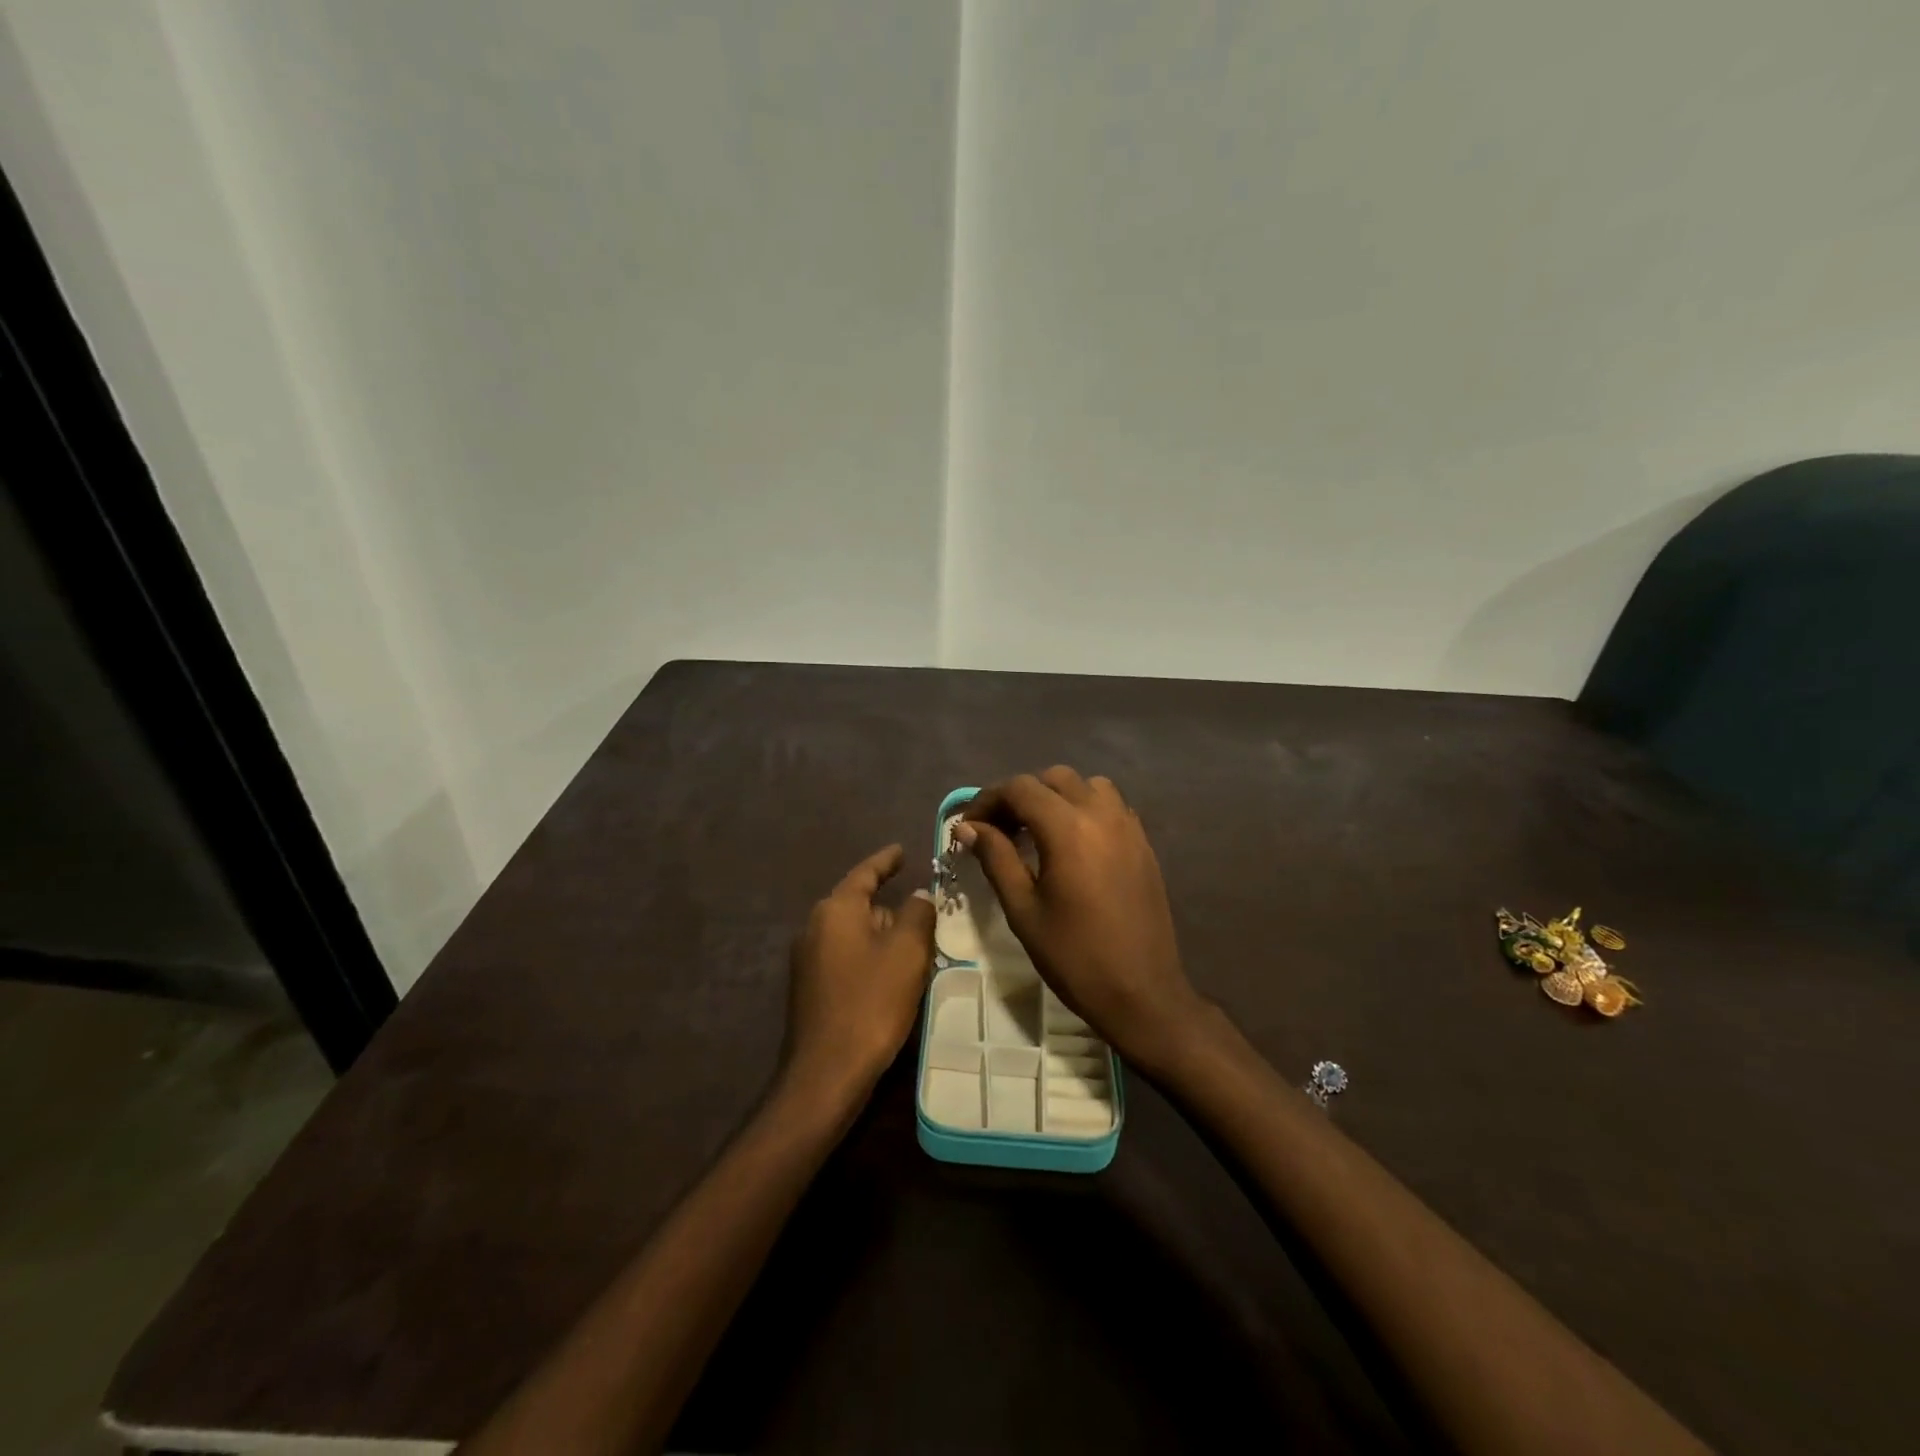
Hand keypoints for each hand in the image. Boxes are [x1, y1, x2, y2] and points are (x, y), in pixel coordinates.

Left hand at [784, 844, 936, 1097]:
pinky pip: (848, 957)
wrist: (827, 1072)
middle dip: (891, 908)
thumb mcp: (907, 952)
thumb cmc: (871, 1002)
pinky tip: (892, 978)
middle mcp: (815, 927)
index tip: (903, 850)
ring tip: (916, 949)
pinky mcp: (811, 988)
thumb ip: (917, 914)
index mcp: (836, 910)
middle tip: (926, 914)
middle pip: (860, 904)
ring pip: (855, 934)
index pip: (865, 873)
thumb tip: (918, 896)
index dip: (886, 860)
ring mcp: (808, 959)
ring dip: (883, 937)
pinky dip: (871, 958)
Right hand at [959, 767, 1209, 1075]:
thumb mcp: (1023, 909)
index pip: (1020, 788)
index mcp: (1068, 829)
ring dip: (1056, 797)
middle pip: (1053, 779)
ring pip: (1087, 786)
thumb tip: (967, 828)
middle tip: (998, 830)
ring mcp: (1129, 827)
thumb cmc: (1074, 956)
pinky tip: (1071, 844)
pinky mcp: (1143, 844)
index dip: (987, 800)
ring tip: (1037, 831)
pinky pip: (1111, 806)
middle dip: (1020, 796)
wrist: (1141, 992)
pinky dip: (1085, 809)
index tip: (968, 826)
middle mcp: (1102, 815)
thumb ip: (996, 858)